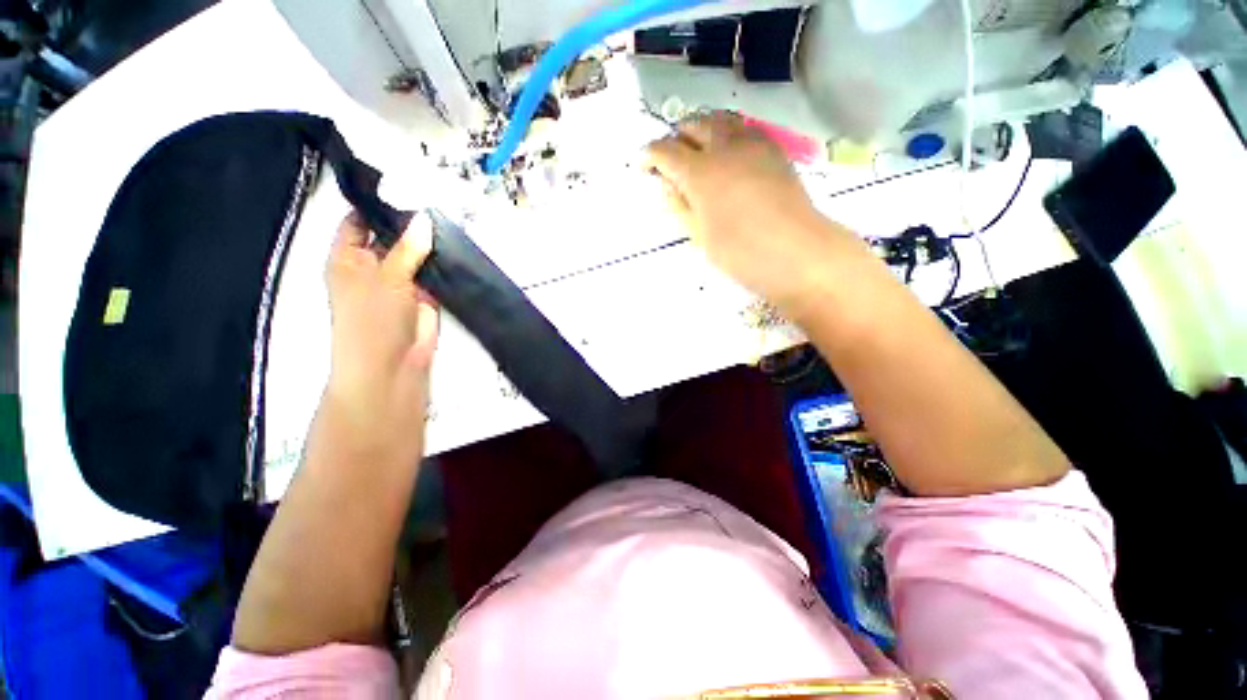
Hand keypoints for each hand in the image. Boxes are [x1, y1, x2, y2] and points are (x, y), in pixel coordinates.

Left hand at [324, 212, 438, 461]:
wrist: (394, 366)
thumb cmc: (372, 320)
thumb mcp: (386, 277)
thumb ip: (407, 247)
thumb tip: (424, 217)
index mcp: (348, 257)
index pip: (359, 220)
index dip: (377, 202)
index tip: (403, 183)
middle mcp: (374, 266)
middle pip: (392, 235)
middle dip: (411, 221)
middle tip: (437, 195)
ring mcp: (402, 281)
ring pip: (416, 254)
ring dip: (431, 242)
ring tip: (453, 215)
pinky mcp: (426, 296)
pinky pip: (434, 272)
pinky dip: (444, 262)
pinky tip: (459, 245)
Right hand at [644, 112, 846, 306]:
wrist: (796, 252)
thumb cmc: (740, 252)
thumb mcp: (699, 235)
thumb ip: (680, 206)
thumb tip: (668, 185)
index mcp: (700, 172)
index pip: (666, 151)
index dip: (649, 155)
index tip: (642, 165)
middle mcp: (724, 147)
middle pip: (693, 124)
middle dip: (675, 137)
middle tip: (670, 158)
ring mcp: (752, 144)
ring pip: (720, 120)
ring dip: (702, 129)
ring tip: (696, 149)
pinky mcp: (773, 149)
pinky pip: (744, 128)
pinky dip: (727, 133)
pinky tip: (727, 153)